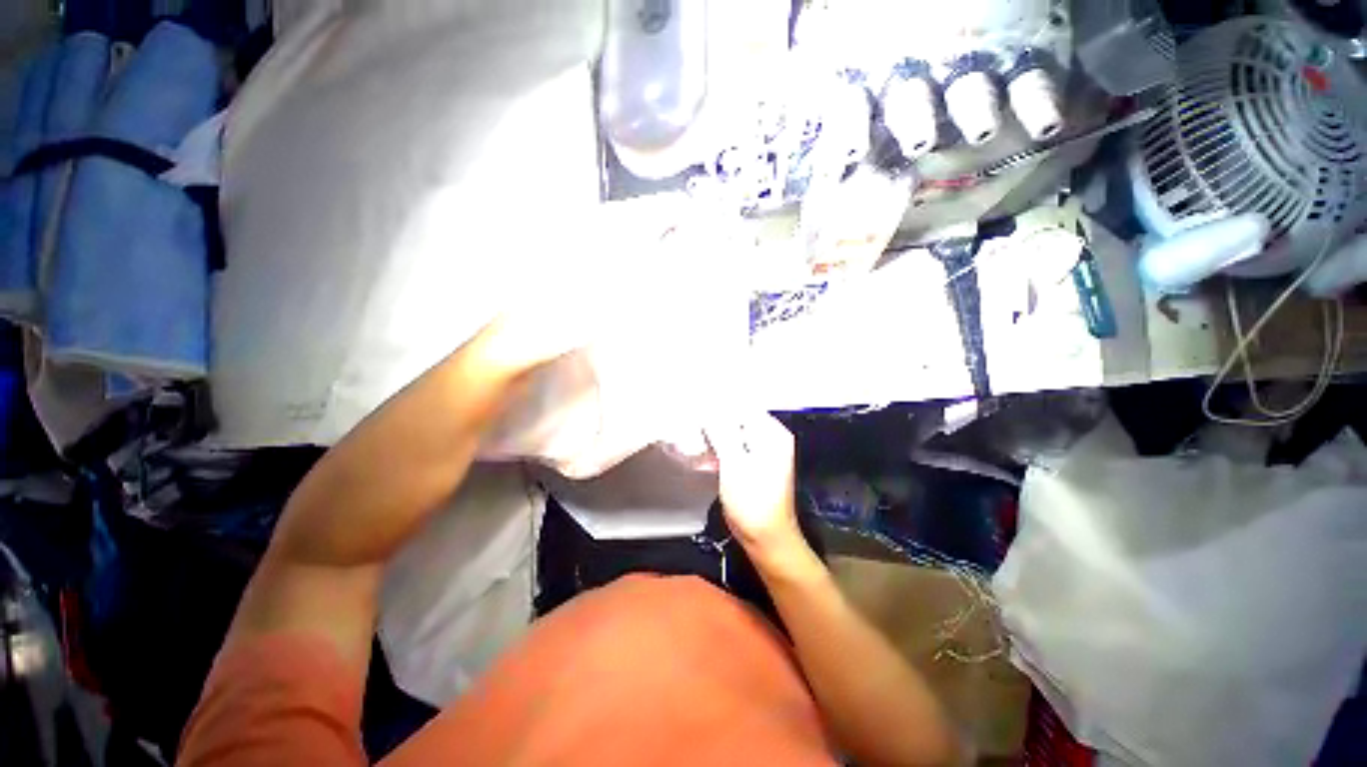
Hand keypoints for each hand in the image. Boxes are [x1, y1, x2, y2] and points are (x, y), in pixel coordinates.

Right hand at [705, 413, 805, 566]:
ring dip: (712, 437)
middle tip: (690, 425)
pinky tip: (702, 457)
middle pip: (736, 418)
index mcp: (771, 432)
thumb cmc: (753, 502)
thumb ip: (721, 431)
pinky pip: (731, 447)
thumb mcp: (735, 463)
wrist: (765, 538)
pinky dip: (717, 450)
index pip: (742, 405)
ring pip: (731, 433)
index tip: (693, 406)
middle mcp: (769, 436)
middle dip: (712, 421)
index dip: (717, 404)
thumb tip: (708, 407)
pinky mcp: (750, 463)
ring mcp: (760, 450)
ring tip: (692, 441)